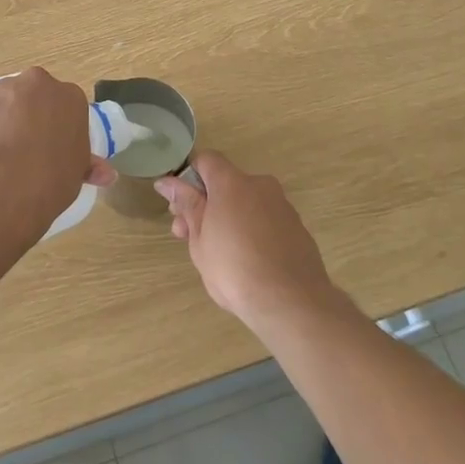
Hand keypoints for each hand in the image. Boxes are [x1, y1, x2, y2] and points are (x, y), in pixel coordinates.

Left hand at [0, 68, 116, 230]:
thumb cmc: (51, 180)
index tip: (48, 148)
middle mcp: (38, 83)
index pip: (64, 106)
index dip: (54, 127)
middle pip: (31, 95)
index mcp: (70, 97)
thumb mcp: (77, 173)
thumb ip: (88, 165)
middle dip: (26, 115)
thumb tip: (108, 174)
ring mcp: (1, 88)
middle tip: (21, 149)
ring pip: (0, 102)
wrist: (4, 184)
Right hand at [155, 151, 340, 330]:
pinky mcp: (298, 228)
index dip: (189, 179)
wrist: (290, 303)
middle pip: (226, 184)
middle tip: (189, 236)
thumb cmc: (234, 269)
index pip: (206, 160)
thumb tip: (167, 182)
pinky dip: (252, 231)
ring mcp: (282, 206)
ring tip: (218, 255)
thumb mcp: (199, 239)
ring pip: (246, 203)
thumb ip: (186, 205)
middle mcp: (260, 186)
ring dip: (228, 219)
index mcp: (233, 182)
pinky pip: (266, 220)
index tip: (180, 207)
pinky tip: (247, 262)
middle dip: (205, 204)